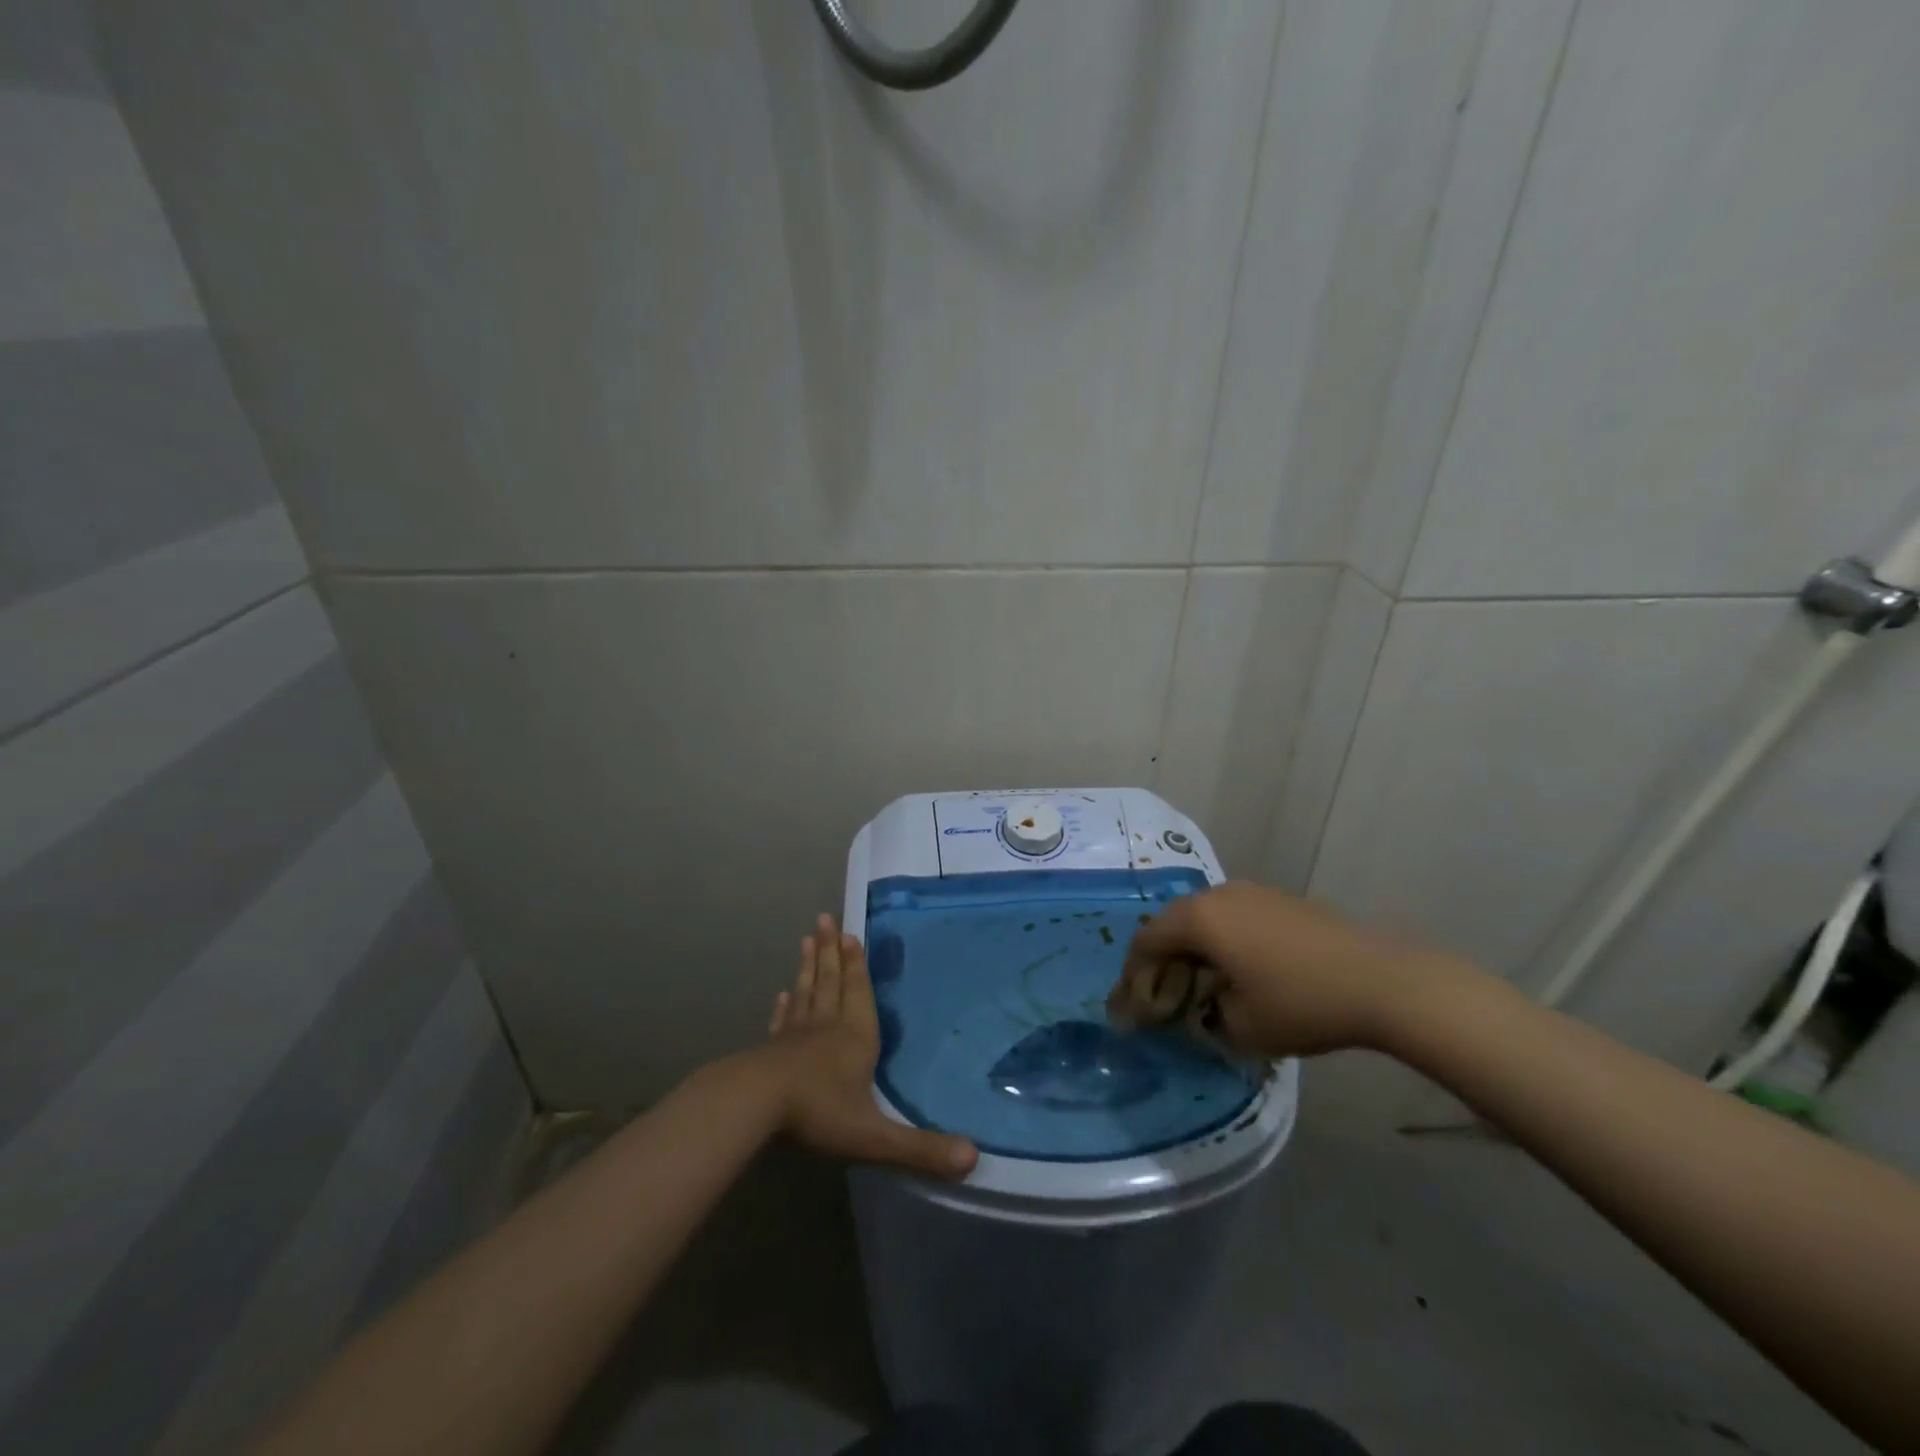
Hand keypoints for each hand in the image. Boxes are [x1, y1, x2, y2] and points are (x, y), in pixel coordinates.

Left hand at [762, 914, 977, 1180]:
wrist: (754, 1106)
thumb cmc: (818, 1112)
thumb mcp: (874, 1136)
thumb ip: (921, 1148)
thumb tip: (974, 1159)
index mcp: (855, 1038)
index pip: (858, 993)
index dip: (856, 965)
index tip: (850, 935)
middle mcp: (827, 1028)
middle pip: (830, 982)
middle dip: (830, 952)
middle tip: (825, 920)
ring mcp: (795, 1037)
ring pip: (806, 993)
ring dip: (808, 967)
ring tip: (807, 940)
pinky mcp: (770, 1051)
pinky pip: (782, 1021)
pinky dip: (785, 1006)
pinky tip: (782, 995)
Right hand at [1108, 882, 1468, 1058]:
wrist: (1382, 981)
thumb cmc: (1300, 1003)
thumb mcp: (1239, 1026)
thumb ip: (1202, 1017)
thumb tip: (1197, 1009)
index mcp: (1199, 919)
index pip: (1147, 940)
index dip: (1134, 973)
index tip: (1132, 1004)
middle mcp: (1218, 895)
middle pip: (1173, 924)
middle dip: (1163, 960)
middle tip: (1164, 996)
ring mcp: (1253, 892)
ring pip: (1205, 918)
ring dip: (1194, 949)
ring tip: (1201, 984)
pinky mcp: (1280, 900)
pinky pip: (1234, 917)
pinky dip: (1223, 941)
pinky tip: (1240, 970)